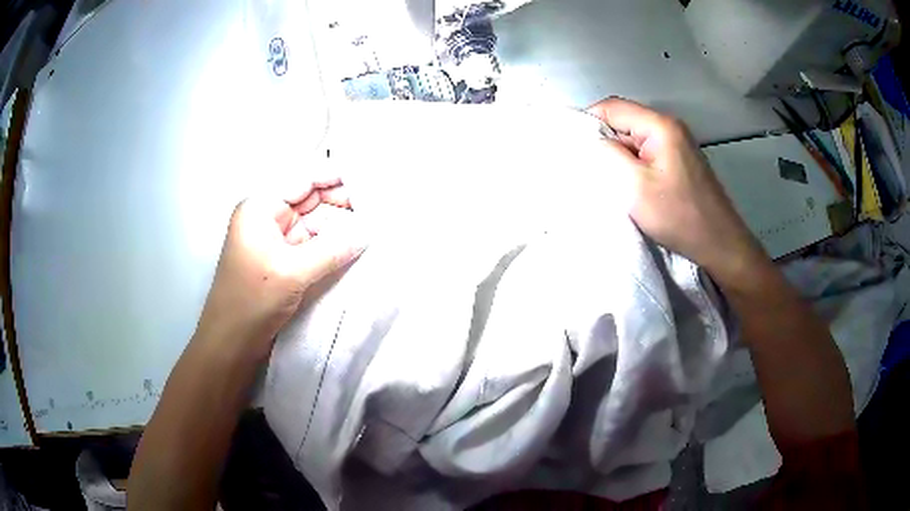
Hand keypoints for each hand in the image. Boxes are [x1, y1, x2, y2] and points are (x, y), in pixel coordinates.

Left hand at [196, 179, 365, 358]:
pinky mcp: (284, 260)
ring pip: (314, 222)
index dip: (334, 177)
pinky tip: (355, 243)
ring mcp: (276, 239)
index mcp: (260, 208)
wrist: (231, 343)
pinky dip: (332, 243)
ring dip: (339, 224)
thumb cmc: (252, 300)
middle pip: (310, 199)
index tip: (369, 180)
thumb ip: (332, 250)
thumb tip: (368, 232)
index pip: (302, 180)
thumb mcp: (292, 272)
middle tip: (377, 206)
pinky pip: (312, 243)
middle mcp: (268, 217)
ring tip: (373, 224)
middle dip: (341, 201)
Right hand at [588, 98, 766, 281]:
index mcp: (660, 126)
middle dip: (603, 144)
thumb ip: (608, 155)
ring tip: (608, 183)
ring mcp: (677, 145)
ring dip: (618, 158)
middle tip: (588, 171)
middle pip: (624, 123)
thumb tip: (590, 141)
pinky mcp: (679, 163)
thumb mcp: (635, 187)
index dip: (587, 122)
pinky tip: (629, 188)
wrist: (720, 245)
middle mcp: (669, 127)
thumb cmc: (679, 217)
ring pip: (634, 141)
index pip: (612, 108)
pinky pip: (647, 155)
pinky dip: (633, 168)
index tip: (572, 149)